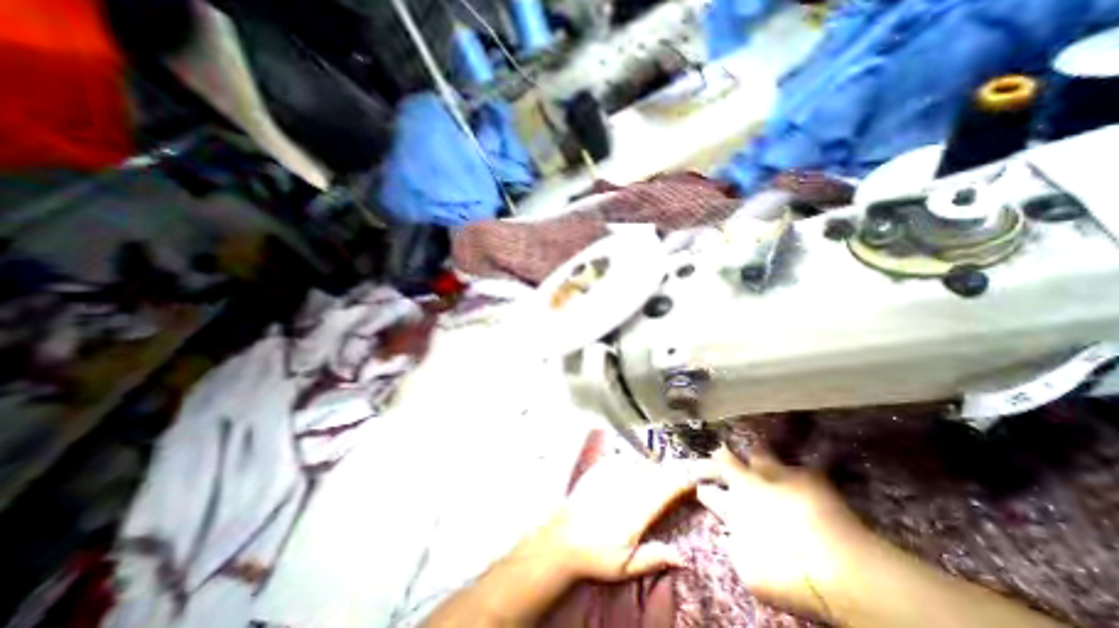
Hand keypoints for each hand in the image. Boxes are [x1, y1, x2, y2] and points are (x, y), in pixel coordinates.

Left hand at [532, 454, 714, 580]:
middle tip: (677, 480)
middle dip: (670, 474)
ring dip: (650, 470)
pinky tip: (629, 475)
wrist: (563, 536)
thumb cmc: (596, 554)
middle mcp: (627, 485)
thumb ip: (655, 557)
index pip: (667, 487)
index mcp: (638, 509)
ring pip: (641, 464)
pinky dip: (631, 465)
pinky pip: (623, 459)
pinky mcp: (601, 466)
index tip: (694, 480)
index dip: (683, 480)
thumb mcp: (626, 566)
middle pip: (657, 471)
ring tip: (651, 481)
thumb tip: (683, 556)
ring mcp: (612, 472)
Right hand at [697, 447, 873, 617]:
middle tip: (716, 454)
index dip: (702, 489)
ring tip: (754, 454)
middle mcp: (749, 484)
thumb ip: (735, 552)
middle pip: (725, 461)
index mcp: (734, 507)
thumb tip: (726, 538)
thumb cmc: (790, 577)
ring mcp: (777, 476)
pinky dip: (796, 470)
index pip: (709, 492)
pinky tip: (800, 473)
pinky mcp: (808, 476)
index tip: (698, 486)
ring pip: (756, 452)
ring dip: (752, 455)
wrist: (843, 569)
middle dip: (717, 458)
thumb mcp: (752, 576)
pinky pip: (797, 465)